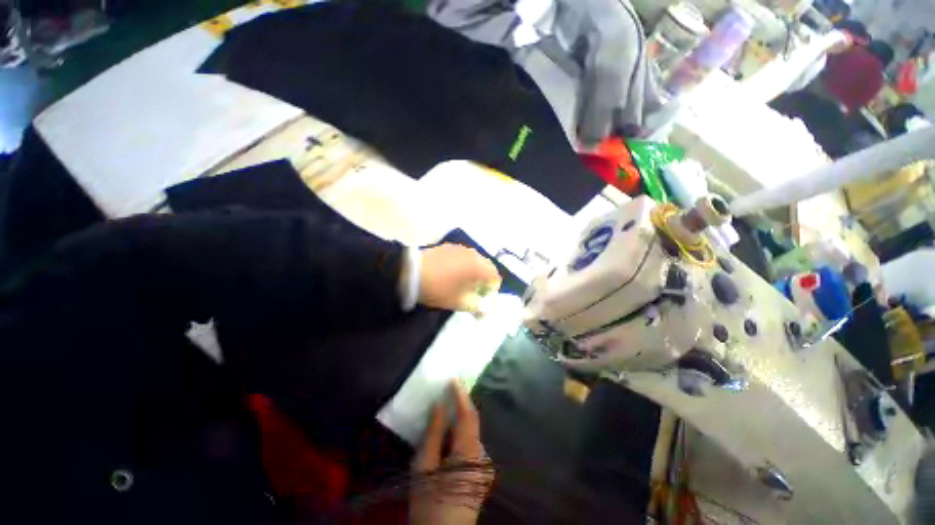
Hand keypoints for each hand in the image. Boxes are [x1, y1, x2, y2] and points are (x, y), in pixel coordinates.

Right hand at [410, 382, 493, 524]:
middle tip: (449, 390)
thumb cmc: (430, 502)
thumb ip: (433, 433)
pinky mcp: (480, 474)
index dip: (461, 394)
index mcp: (469, 451)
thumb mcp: (424, 466)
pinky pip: (470, 445)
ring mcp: (483, 465)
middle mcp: (482, 455)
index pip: (468, 414)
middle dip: (460, 405)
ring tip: (445, 411)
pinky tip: (447, 437)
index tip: (454, 378)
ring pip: (470, 433)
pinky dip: (459, 435)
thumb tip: (439, 405)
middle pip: (471, 422)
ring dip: (458, 421)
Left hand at [419, 244, 500, 311]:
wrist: (410, 272)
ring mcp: (460, 248)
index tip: (483, 300)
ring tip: (462, 283)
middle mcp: (473, 254)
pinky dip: (463, 265)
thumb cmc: (439, 289)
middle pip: (486, 267)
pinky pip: (463, 256)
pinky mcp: (449, 247)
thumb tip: (485, 311)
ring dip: (474, 272)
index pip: (495, 277)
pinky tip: (451, 273)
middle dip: (484, 281)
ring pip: (475, 261)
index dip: (492, 291)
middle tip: (474, 293)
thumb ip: (476, 306)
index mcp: (479, 267)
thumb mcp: (458, 302)